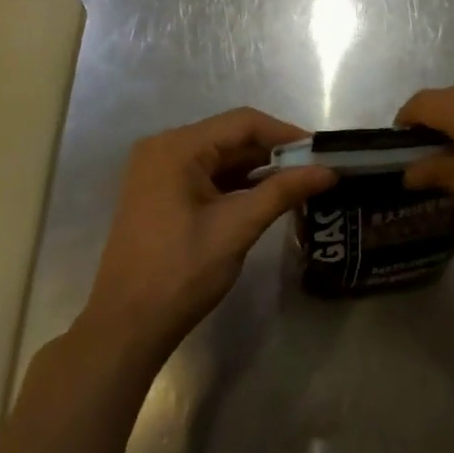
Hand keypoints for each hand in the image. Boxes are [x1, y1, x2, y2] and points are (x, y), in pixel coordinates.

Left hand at [77, 109, 333, 366]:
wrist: (125, 329)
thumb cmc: (180, 273)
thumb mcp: (237, 228)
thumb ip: (282, 192)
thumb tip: (328, 171)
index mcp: (177, 147)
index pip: (243, 123)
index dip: (285, 133)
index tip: (320, 150)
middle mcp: (164, 147)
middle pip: (230, 136)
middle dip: (273, 151)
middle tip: (314, 167)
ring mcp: (158, 170)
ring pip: (220, 156)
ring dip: (257, 167)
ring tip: (298, 181)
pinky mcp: (159, 192)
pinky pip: (206, 174)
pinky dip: (235, 182)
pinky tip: (265, 195)